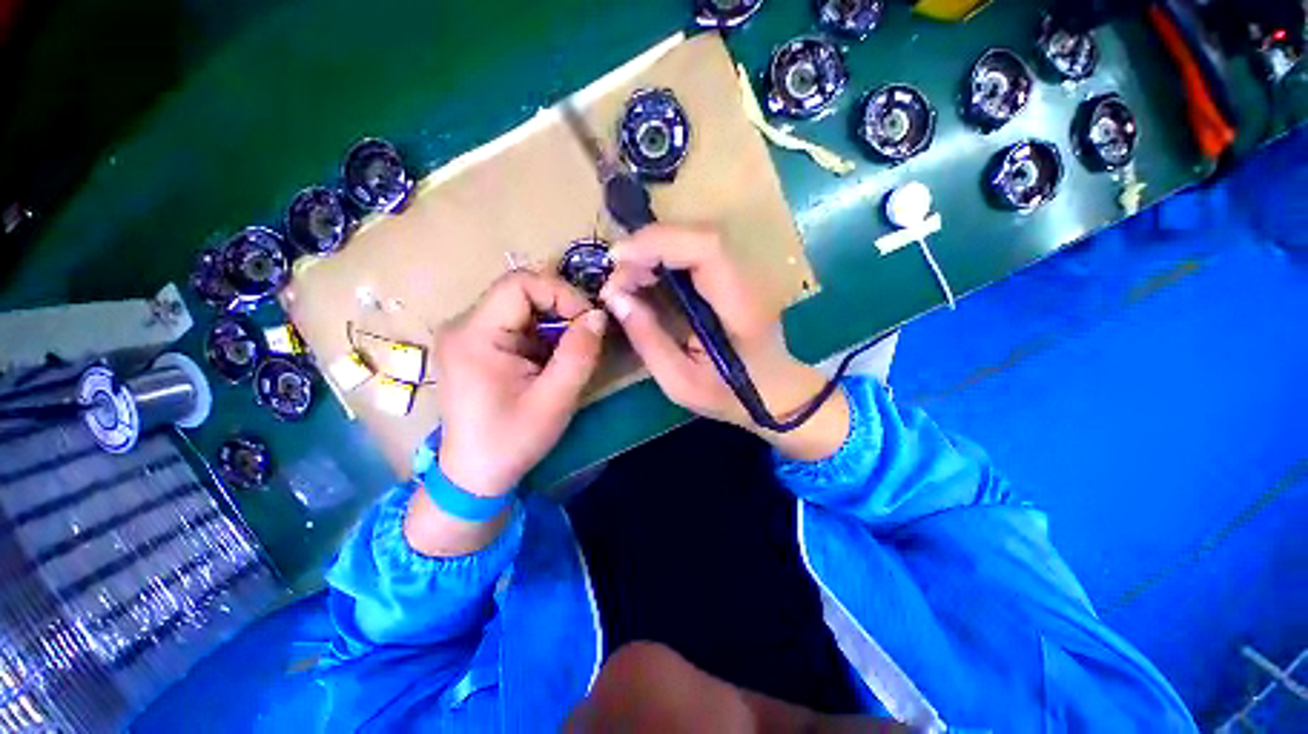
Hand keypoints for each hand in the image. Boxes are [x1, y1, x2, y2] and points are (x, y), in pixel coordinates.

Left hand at [435, 271, 606, 497]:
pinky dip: (543, 333)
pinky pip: (516, 323)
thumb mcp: (554, 401)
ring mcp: (468, 335)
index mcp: (474, 336)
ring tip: (572, 349)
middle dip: (560, 307)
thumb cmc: (511, 441)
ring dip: (553, 321)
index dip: (561, 292)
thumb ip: (579, 355)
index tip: (588, 319)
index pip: (519, 284)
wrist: (474, 474)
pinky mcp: (476, 346)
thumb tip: (598, 315)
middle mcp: (463, 326)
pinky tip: (553, 358)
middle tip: (586, 333)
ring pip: (521, 306)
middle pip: (519, 291)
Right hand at [598, 225, 848, 459]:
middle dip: (648, 246)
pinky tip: (645, 276)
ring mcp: (743, 273)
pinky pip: (694, 251)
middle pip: (698, 235)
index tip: (618, 260)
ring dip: (654, 249)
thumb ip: (648, 340)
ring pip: (695, 238)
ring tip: (626, 278)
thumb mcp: (679, 381)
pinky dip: (663, 256)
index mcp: (740, 306)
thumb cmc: (728, 394)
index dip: (658, 242)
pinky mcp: (732, 274)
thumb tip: (615, 298)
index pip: (706, 248)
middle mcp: (747, 280)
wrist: (772, 391)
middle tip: (617, 276)